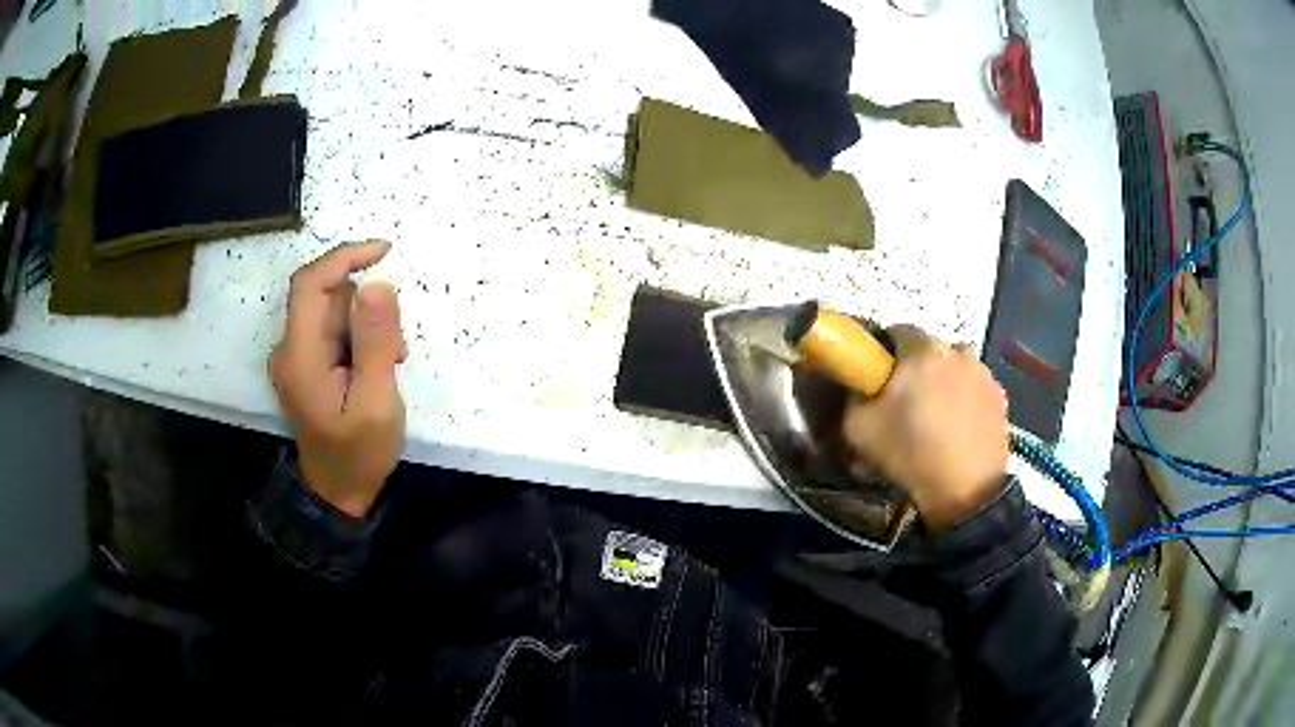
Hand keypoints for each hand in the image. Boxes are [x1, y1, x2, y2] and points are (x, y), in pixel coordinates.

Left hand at [269, 240, 406, 517]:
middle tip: (396, 351)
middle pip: (327, 298)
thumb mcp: (376, 401)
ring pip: (335, 312)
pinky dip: (360, 339)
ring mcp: (297, 356)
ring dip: (368, 327)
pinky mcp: (308, 363)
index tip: (385, 251)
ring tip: (389, 366)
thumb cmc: (359, 454)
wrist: (339, 492)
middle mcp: (290, 348)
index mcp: (299, 355)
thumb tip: (379, 282)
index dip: (345, 257)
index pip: (311, 283)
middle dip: (367, 310)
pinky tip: (376, 369)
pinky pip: (335, 330)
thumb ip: (375, 342)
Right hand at [843, 326, 1008, 529]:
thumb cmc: (911, 454)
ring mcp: (983, 372)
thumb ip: (854, 397)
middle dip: (915, 370)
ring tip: (935, 420)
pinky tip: (957, 430)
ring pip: (954, 368)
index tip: (877, 380)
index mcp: (922, 350)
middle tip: (904, 404)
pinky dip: (964, 401)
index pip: (895, 331)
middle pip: (928, 350)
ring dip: (942, 383)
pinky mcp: (1000, 396)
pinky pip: (973, 388)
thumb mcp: (858, 429)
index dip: (882, 354)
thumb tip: (861, 388)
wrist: (966, 491)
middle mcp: (957, 350)